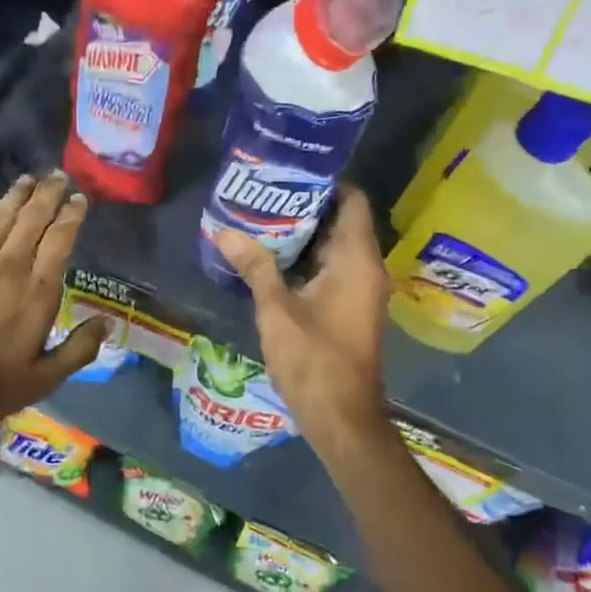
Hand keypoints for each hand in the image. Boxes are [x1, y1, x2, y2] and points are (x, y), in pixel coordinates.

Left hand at [0, 172, 108, 432]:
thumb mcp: (43, 379)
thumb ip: (78, 349)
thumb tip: (106, 322)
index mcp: (37, 292)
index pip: (60, 240)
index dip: (71, 215)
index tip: (79, 199)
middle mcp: (9, 267)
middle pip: (32, 219)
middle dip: (48, 195)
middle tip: (58, 176)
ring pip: (0, 218)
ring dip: (16, 196)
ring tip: (28, 180)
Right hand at [210, 184, 389, 458]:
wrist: (342, 418)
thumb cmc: (314, 360)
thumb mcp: (277, 310)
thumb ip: (255, 266)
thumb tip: (225, 231)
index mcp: (357, 260)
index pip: (352, 201)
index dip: (325, 182)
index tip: (288, 172)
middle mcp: (366, 268)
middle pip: (341, 221)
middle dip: (304, 206)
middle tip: (263, 193)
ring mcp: (360, 290)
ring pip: (334, 247)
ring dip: (302, 235)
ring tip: (260, 219)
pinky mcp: (349, 308)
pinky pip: (331, 270)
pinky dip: (306, 260)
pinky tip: (270, 258)